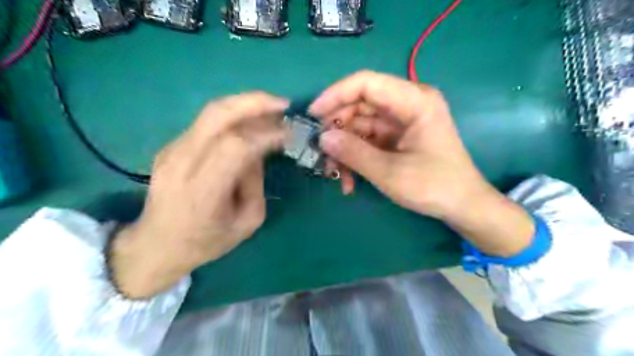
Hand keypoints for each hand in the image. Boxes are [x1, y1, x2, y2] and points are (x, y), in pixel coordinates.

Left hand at [110, 93, 288, 298]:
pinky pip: (206, 122)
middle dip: (254, 103)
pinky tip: (249, 122)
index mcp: (203, 190)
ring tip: (271, 108)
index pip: (236, 145)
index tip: (289, 134)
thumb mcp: (247, 223)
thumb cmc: (206, 242)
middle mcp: (183, 162)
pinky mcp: (171, 146)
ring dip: (245, 105)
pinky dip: (233, 116)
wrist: (156, 245)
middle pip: (218, 115)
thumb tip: (259, 151)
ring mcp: (172, 150)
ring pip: (211, 112)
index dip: (266, 134)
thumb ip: (255, 183)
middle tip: (282, 104)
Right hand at [310, 71, 531, 256]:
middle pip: (359, 105)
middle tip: (320, 153)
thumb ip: (354, 153)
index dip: (335, 95)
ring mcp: (400, 121)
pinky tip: (349, 181)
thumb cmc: (434, 187)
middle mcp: (406, 104)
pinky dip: (354, 158)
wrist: (462, 206)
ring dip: (343, 149)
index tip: (312, 115)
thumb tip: (322, 138)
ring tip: (334, 175)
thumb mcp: (390, 172)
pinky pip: (366, 140)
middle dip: (337, 129)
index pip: (366, 83)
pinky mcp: (395, 137)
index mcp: (414, 100)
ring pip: (359, 125)